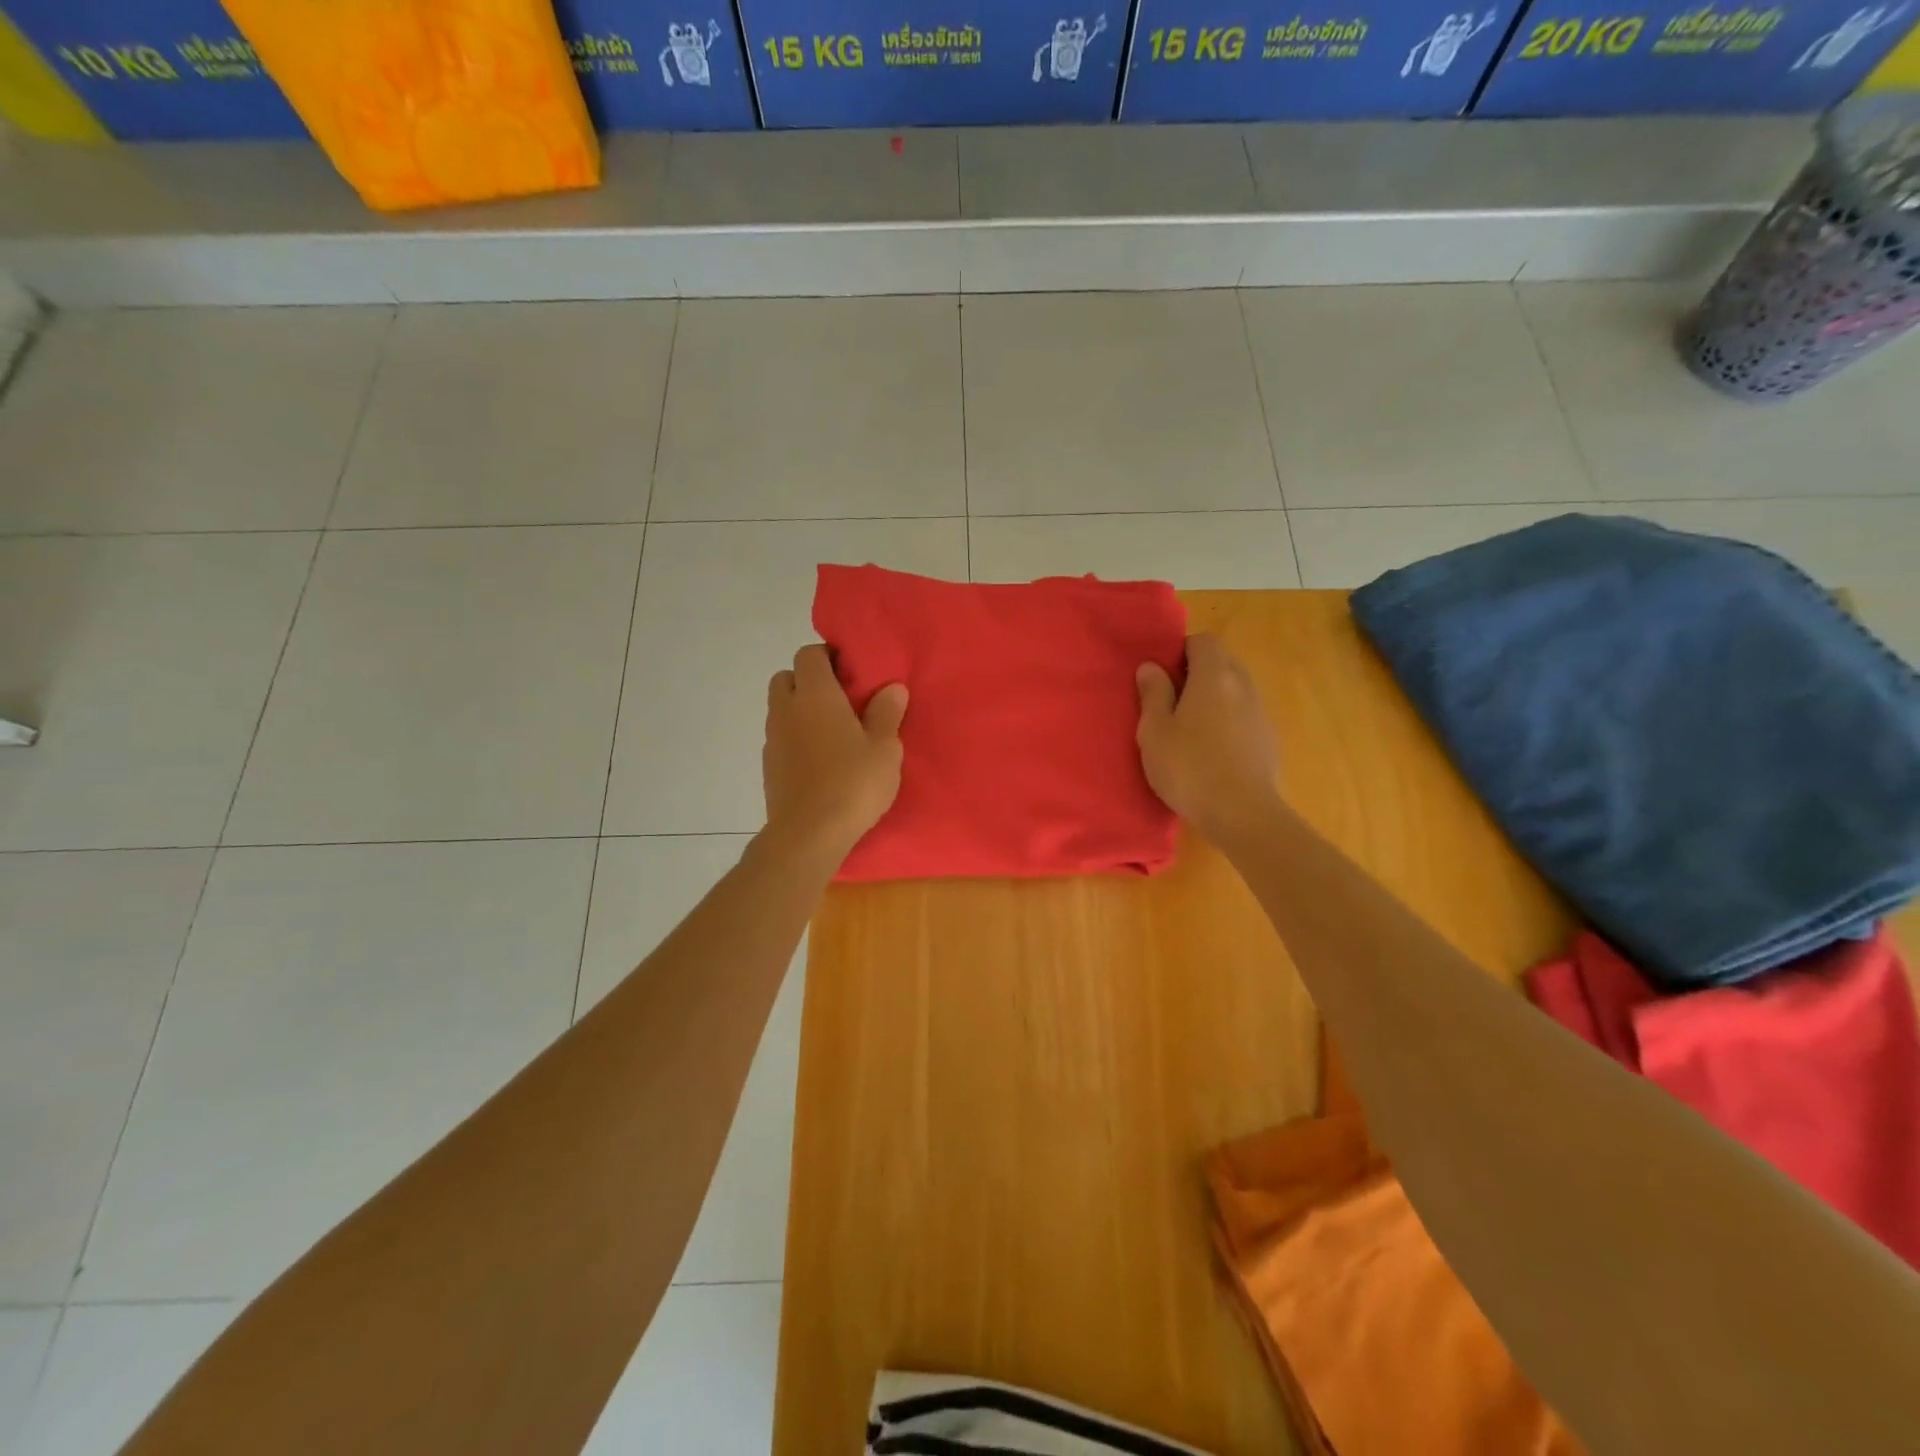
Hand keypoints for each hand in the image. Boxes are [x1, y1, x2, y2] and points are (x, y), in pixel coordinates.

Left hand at [763, 645, 907, 865]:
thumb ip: (886, 713)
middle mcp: (786, 709)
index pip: (809, 654)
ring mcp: (772, 739)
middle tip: (840, 701)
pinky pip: (781, 738)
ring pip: (781, 709)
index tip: (851, 672)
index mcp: (815, 695)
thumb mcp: (884, 748)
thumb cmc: (852, 784)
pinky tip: (820, 761)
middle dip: (809, 681)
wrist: (808, 835)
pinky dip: (796, 739)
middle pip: (786, 678)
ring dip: (801, 711)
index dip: (828, 656)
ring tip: (833, 733)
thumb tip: (891, 687)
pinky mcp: (768, 766)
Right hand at [1136, 633, 1280, 843]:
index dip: (1182, 651)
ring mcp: (1260, 713)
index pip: (1204, 641)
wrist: (1243, 815)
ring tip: (1190, 729)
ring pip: (1235, 690)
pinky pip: (1244, 716)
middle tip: (1171, 702)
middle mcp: (1243, 686)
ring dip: (1214, 699)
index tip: (1162, 676)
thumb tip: (1151, 667)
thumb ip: (1153, 694)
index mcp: (1214, 676)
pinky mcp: (1268, 740)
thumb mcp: (1155, 731)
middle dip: (1198, 673)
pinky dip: (1228, 722)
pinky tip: (1212, 752)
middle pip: (1223, 662)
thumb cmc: (1189, 768)